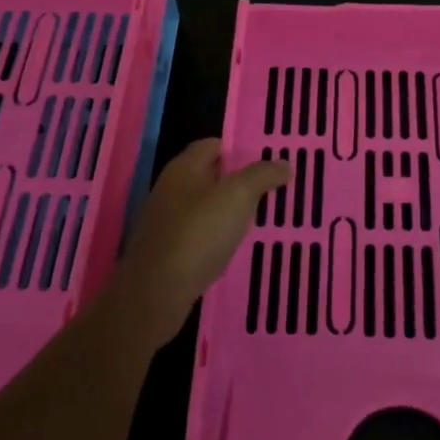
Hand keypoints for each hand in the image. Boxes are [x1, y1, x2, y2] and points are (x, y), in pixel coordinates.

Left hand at [102, 139, 290, 348]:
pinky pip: (198, 236)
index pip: (212, 145)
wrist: (156, 293)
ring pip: (204, 208)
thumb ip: (262, 176)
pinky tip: (233, 249)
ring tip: (259, 220)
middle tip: (270, 190)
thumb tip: (284, 164)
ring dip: (228, 212)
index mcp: (183, 168)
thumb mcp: (237, 196)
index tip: (267, 161)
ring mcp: (165, 222)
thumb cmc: (198, 233)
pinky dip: (216, 238)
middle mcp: (170, 190)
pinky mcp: (166, 252)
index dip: (239, 150)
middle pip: (209, 177)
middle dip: (237, 182)